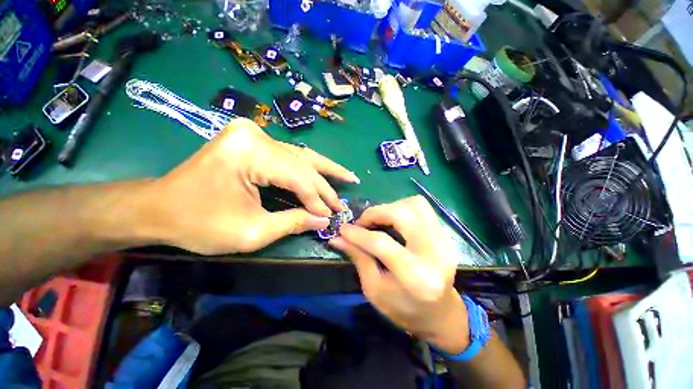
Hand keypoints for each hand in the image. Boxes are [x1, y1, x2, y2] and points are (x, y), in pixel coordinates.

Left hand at [139, 118, 358, 254]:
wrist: (158, 207)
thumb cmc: (198, 224)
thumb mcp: (250, 232)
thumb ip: (292, 223)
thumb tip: (324, 220)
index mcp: (250, 153)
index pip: (298, 178)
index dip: (317, 200)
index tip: (331, 217)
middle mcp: (255, 135)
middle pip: (303, 163)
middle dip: (326, 185)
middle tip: (346, 199)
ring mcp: (253, 134)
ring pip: (300, 155)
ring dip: (325, 169)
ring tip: (347, 177)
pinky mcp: (252, 140)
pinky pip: (289, 156)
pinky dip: (308, 168)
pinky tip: (324, 171)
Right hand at [329, 196, 470, 352]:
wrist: (440, 313)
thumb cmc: (403, 308)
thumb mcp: (374, 290)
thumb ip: (358, 258)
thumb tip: (338, 238)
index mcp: (416, 278)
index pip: (383, 244)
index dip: (359, 234)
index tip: (343, 229)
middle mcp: (435, 254)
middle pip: (403, 214)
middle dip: (377, 213)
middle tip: (363, 223)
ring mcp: (444, 241)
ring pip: (415, 204)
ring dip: (391, 207)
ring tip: (379, 220)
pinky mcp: (445, 234)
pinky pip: (422, 208)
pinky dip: (402, 209)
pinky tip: (393, 222)